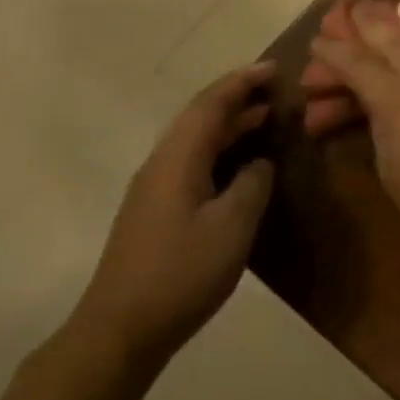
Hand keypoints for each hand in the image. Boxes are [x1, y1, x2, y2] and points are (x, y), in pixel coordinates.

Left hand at [70, 64, 275, 366]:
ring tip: (268, 119)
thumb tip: (260, 163)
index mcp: (178, 159)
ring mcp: (155, 189)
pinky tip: (242, 165)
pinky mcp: (156, 211)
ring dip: (231, 125)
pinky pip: (194, 162)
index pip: (211, 104)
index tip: (275, 69)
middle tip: (279, 92)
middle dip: (239, 98)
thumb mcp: (232, 225)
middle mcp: (161, 164)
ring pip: (196, 140)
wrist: (121, 329)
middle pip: (201, 117)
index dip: (243, 82)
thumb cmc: (181, 272)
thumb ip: (253, 184)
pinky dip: (222, 150)